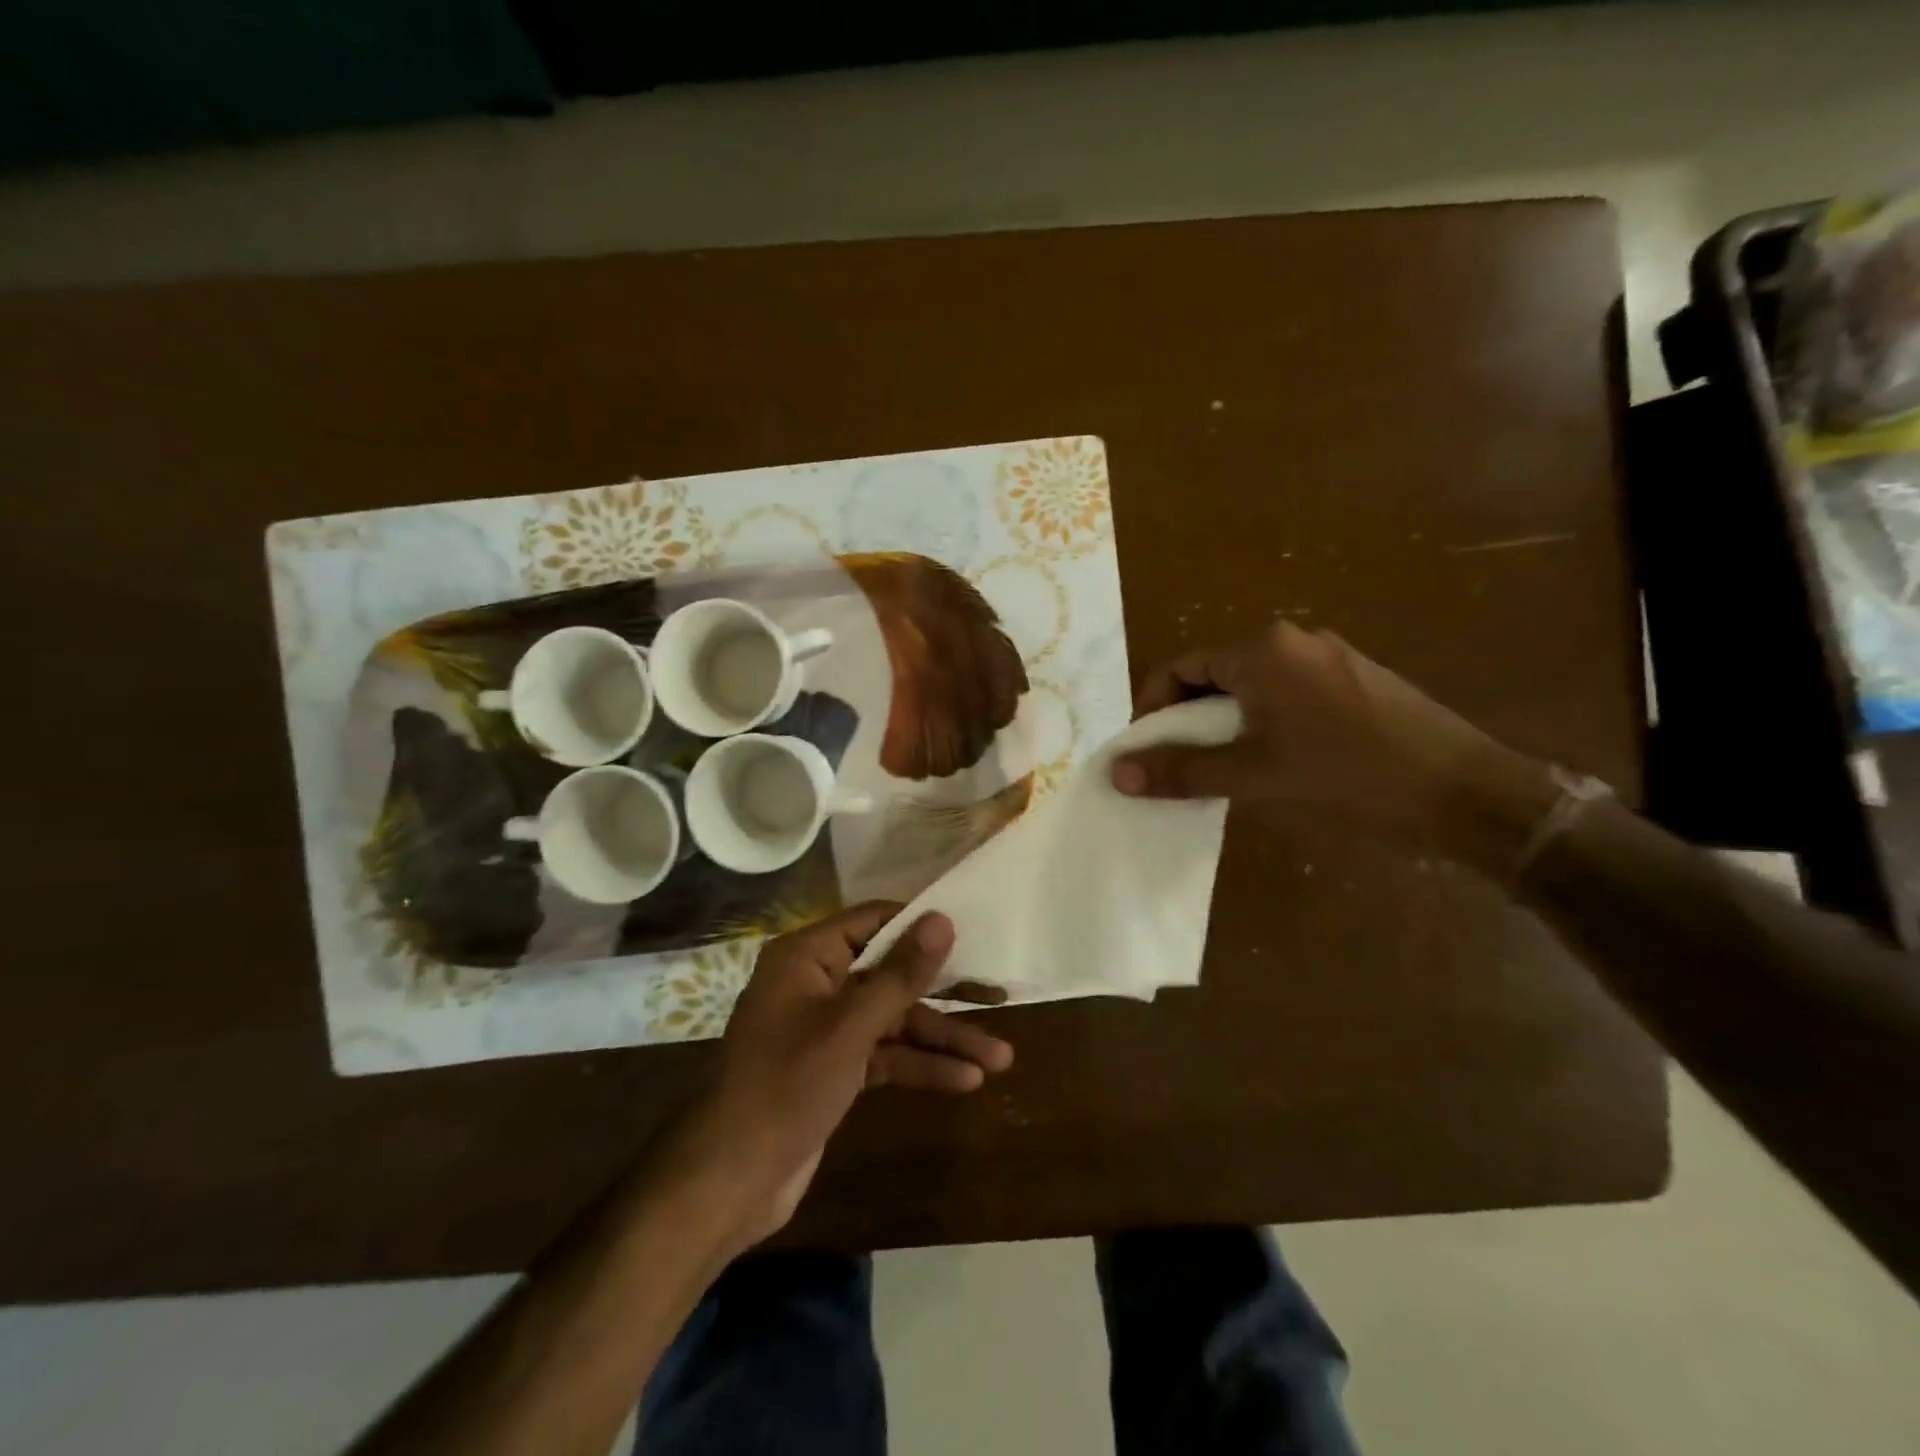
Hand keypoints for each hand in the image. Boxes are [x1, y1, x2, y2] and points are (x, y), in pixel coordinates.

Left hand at [659, 904, 1013, 1255]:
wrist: (729, 1181)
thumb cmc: (786, 1086)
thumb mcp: (850, 1027)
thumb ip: (901, 974)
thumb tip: (942, 919)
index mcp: (808, 956)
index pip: (874, 921)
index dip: (922, 926)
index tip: (973, 931)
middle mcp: (817, 983)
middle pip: (892, 975)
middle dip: (945, 995)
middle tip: (1000, 996)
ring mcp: (827, 1028)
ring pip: (894, 1021)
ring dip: (942, 1040)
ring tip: (1000, 1059)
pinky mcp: (835, 1068)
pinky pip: (885, 1055)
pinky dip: (920, 1066)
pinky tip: (965, 1082)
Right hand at [1111, 621, 1556, 854]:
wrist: (1466, 792)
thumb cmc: (1349, 777)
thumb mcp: (1256, 776)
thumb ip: (1183, 770)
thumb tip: (1118, 773)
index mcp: (1262, 652)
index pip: (1180, 667)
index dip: (1151, 708)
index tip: (1144, 751)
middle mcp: (1293, 640)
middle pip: (1214, 673)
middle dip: (1187, 718)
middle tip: (1179, 765)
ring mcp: (1330, 656)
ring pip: (1251, 685)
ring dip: (1224, 722)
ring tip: (1222, 768)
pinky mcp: (1356, 678)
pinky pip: (1286, 692)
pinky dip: (1262, 721)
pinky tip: (1273, 759)